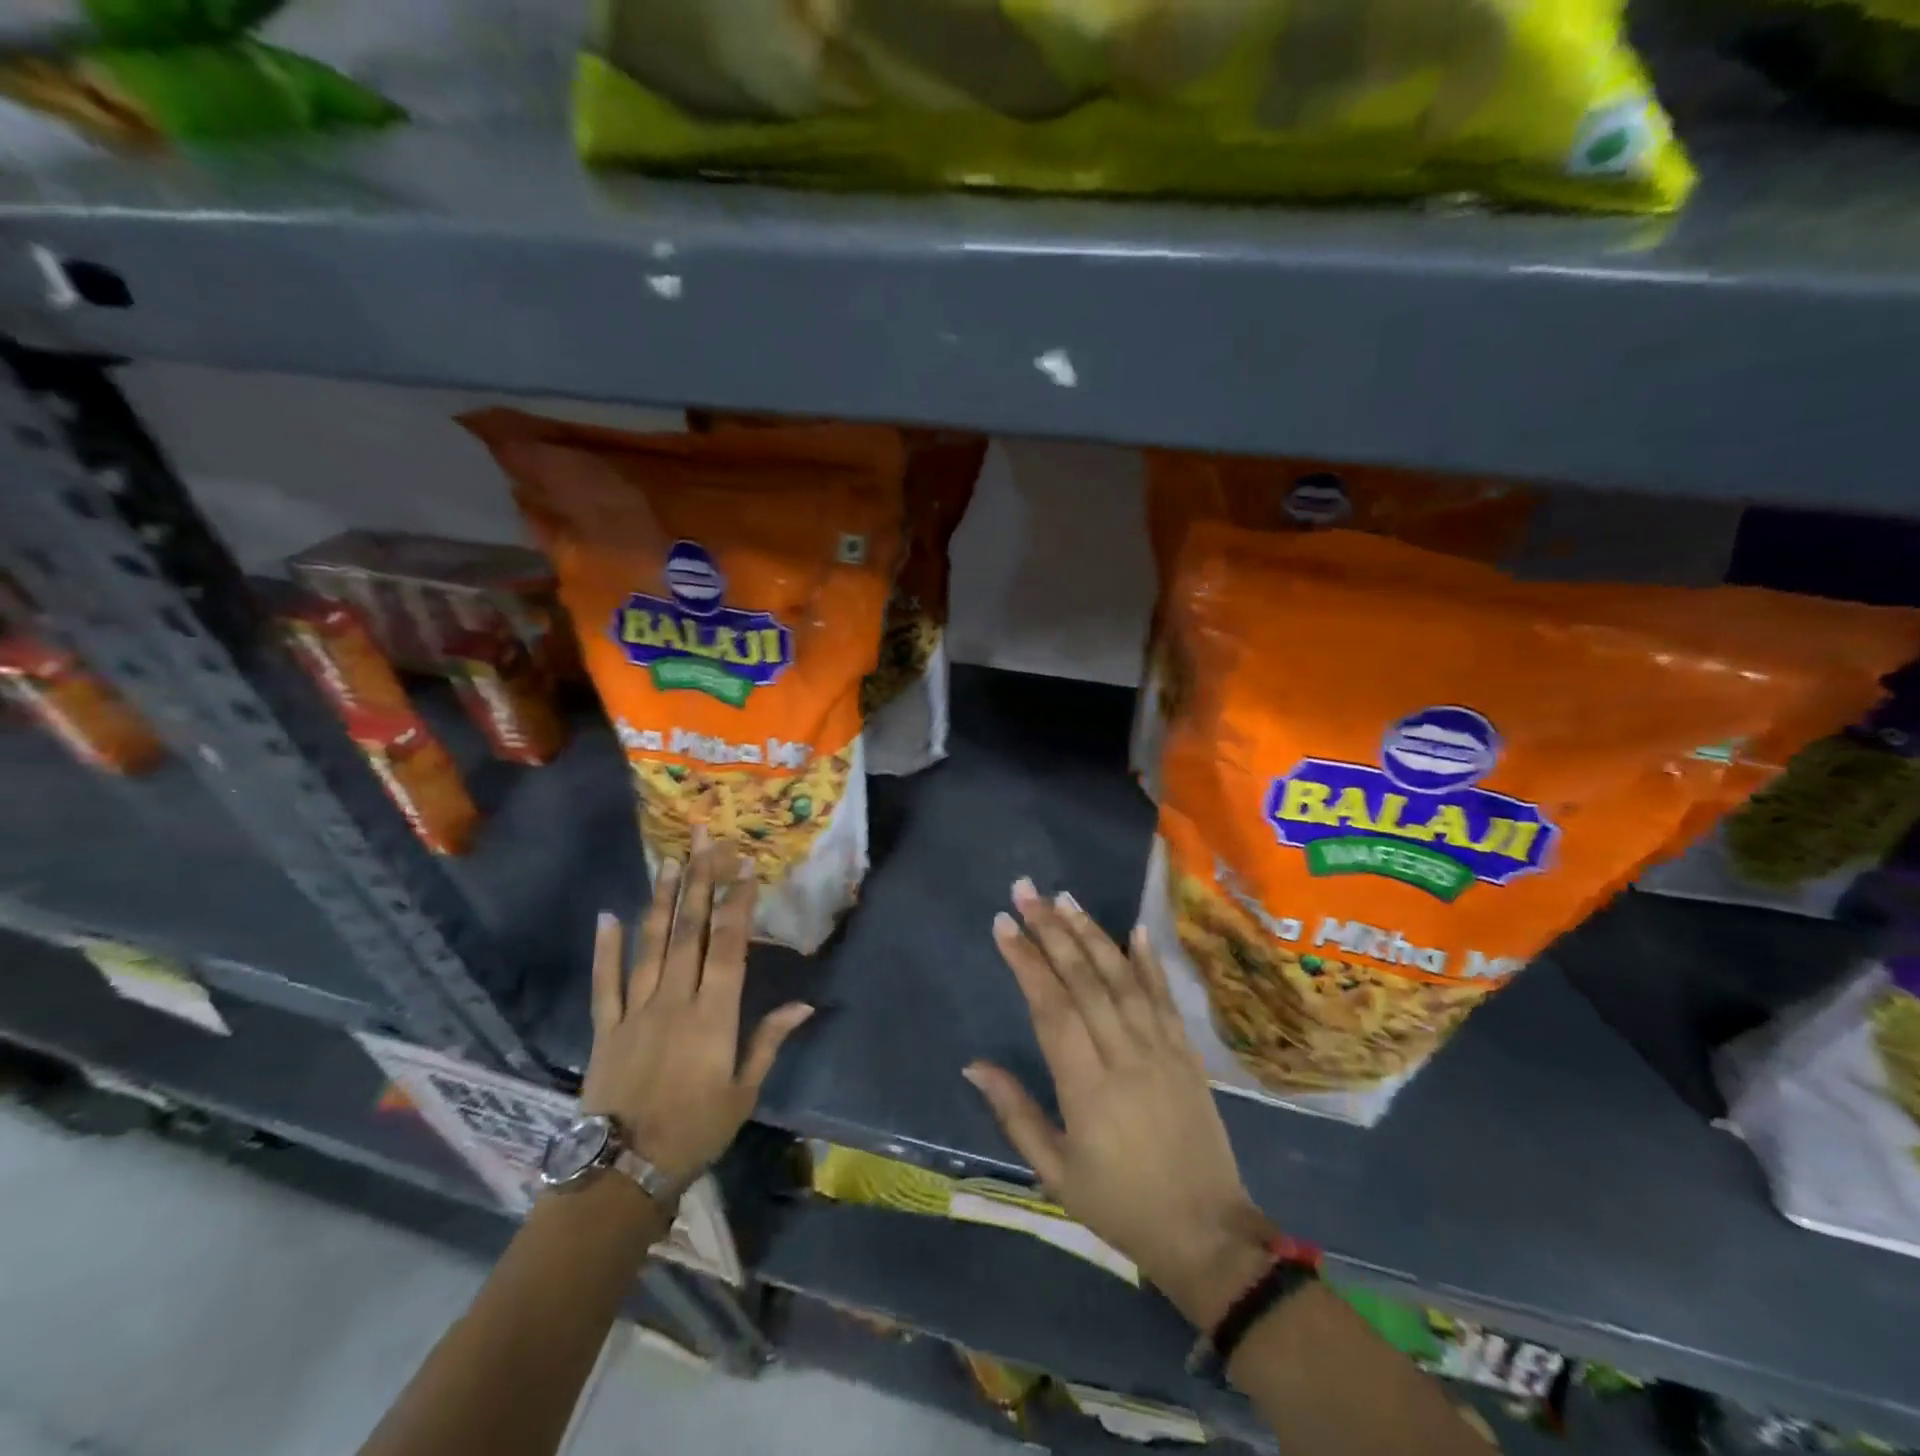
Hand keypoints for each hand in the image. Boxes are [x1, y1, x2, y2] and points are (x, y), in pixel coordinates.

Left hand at [580, 840, 813, 1185]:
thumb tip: (804, 1004)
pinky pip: (606, 981)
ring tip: (669, 861)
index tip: (744, 865)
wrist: (622, 1173)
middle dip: (700, 882)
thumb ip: (769, 1041)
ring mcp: (635, 1010)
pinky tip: (609, 915)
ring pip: (651, 945)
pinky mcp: (605, 1027)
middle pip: (689, 931)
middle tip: (705, 841)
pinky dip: (607, 948)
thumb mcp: (743, 1092)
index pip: (728, 945)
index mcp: (713, 1015)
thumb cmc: (694, 1132)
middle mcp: (675, 1000)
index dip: (736, 902)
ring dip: (661, 900)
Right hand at [964, 878, 1275, 1329]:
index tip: (1003, 924)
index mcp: (1087, 1086)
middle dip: (1050, 930)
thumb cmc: (1120, 1205)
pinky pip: (1165, 997)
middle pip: (1083, 979)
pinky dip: (1149, 961)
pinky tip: (1134, 928)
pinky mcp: (1187, 1052)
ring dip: (1092, 933)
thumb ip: (1015, 1113)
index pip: (1050, 1007)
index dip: (1025, 961)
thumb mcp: (1056, 1172)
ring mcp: (1162, 1049)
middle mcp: (1124, 1054)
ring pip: (1122, 977)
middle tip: (1026, 891)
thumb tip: (973, 1065)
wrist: (1207, 1233)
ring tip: (1065, 898)